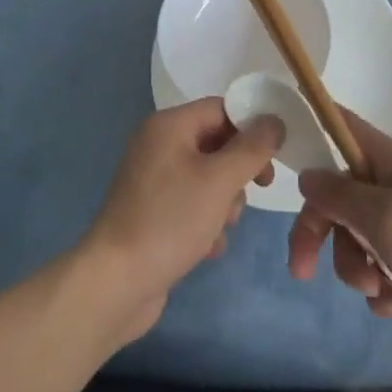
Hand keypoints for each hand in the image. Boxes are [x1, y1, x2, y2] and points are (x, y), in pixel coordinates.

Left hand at [80, 98, 282, 343]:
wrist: (116, 282)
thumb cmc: (170, 220)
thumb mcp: (219, 181)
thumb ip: (252, 148)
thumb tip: (274, 120)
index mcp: (168, 125)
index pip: (221, 109)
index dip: (251, 127)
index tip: (275, 155)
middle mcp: (157, 144)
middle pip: (215, 143)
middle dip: (237, 172)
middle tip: (257, 191)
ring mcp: (152, 180)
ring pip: (207, 178)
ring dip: (224, 202)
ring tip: (220, 227)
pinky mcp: (152, 212)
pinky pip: (191, 204)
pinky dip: (205, 221)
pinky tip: (206, 247)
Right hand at [287, 109, 391, 359]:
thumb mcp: (382, 219)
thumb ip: (338, 195)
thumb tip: (308, 174)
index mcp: (388, 158)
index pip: (340, 124)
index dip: (311, 125)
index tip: (281, 151)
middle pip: (339, 193)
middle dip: (324, 232)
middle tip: (304, 270)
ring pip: (360, 234)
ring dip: (358, 266)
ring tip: (380, 290)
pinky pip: (386, 263)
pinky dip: (385, 285)